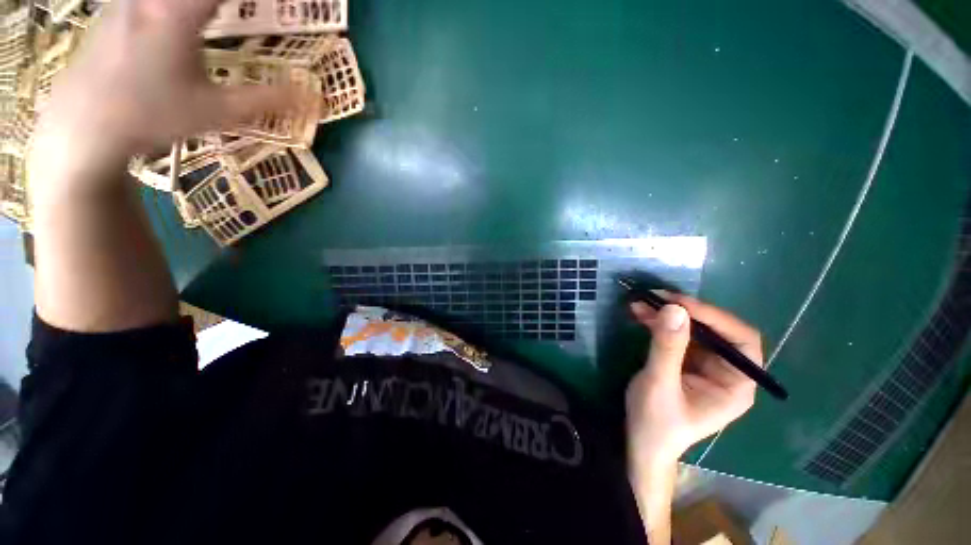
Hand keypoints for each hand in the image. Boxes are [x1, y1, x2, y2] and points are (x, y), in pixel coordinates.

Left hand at [29, 0, 292, 192]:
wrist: (84, 123)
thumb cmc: (152, 117)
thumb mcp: (217, 113)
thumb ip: (266, 100)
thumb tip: (311, 96)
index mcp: (179, 12)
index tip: (287, 4)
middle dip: (233, 1)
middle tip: (251, 8)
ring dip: (206, 4)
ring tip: (223, 14)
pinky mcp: (119, 3)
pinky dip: (181, 6)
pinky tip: (188, 17)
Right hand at [625, 292, 762, 464]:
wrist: (641, 442)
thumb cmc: (656, 423)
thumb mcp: (659, 384)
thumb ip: (667, 347)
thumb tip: (674, 308)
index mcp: (735, 385)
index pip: (741, 341)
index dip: (716, 318)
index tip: (682, 305)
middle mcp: (725, 371)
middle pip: (715, 330)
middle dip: (686, 312)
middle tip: (657, 297)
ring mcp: (704, 365)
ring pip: (693, 329)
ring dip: (667, 314)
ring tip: (641, 302)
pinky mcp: (684, 361)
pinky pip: (675, 335)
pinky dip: (658, 322)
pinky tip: (640, 313)